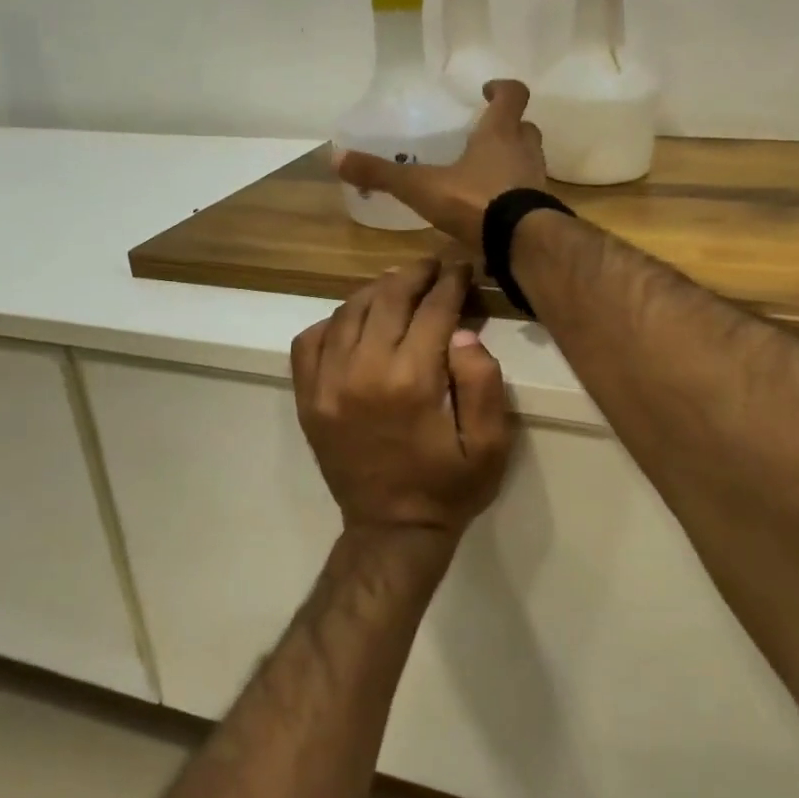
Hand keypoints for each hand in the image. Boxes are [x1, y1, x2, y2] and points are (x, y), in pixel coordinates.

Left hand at [291, 259, 511, 540]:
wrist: (391, 531)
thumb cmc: (448, 487)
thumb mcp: (490, 444)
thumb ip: (483, 382)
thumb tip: (462, 331)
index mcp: (412, 381)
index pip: (433, 310)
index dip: (451, 283)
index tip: (461, 268)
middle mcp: (363, 372)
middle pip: (388, 299)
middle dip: (415, 275)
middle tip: (433, 266)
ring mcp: (327, 384)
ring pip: (348, 312)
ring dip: (377, 290)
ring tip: (399, 284)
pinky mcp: (307, 398)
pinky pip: (310, 340)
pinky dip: (333, 322)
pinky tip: (354, 322)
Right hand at [335, 80, 545, 247]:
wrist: (521, 243)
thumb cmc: (476, 201)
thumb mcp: (421, 187)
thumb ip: (382, 174)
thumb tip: (335, 157)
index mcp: (500, 133)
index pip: (513, 95)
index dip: (502, 89)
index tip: (487, 90)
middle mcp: (524, 151)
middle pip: (525, 128)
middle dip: (508, 127)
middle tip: (485, 134)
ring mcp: (537, 181)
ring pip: (529, 160)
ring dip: (513, 160)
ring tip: (485, 171)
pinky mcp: (540, 211)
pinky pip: (528, 193)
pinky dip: (514, 194)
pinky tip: (493, 208)